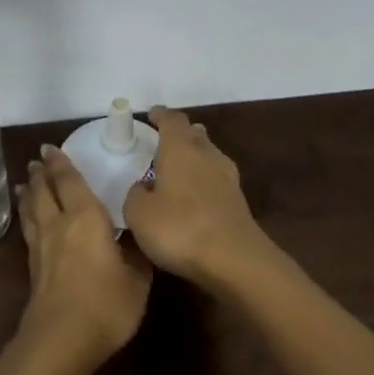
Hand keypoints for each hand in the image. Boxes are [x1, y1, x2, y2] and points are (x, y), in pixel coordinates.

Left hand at [15, 145, 152, 365]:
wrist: (62, 338)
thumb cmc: (106, 303)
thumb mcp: (137, 278)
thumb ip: (135, 253)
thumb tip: (134, 238)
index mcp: (86, 217)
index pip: (70, 181)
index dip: (61, 163)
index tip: (51, 148)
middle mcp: (59, 224)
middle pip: (45, 191)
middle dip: (41, 174)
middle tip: (37, 160)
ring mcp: (42, 247)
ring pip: (32, 210)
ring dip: (29, 193)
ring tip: (25, 183)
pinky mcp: (33, 268)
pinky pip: (28, 230)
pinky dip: (26, 217)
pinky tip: (28, 221)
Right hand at [122, 106, 268, 286]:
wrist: (234, 259)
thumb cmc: (179, 228)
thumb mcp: (138, 213)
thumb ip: (135, 195)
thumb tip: (144, 188)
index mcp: (180, 149)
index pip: (171, 120)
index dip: (160, 115)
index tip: (151, 115)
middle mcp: (206, 155)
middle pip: (195, 134)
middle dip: (180, 134)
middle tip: (162, 141)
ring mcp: (227, 178)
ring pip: (208, 155)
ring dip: (194, 156)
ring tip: (177, 167)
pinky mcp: (237, 201)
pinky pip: (216, 179)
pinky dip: (203, 179)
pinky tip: (193, 195)